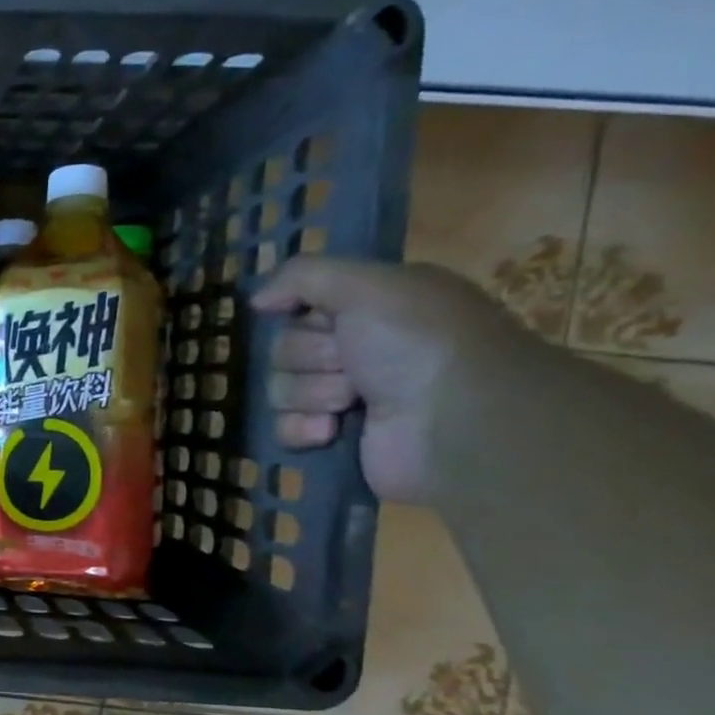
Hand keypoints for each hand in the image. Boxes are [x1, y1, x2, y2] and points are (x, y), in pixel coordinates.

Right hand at [252, 258, 532, 503]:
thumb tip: (256, 300)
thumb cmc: (418, 343)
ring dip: (311, 393)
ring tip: (352, 401)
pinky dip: (302, 429)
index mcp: (374, 307)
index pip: (302, 305)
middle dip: (310, 358)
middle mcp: (360, 348)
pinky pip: (284, 427)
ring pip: (281, 388)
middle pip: (285, 348)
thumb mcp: (368, 285)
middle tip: (349, 363)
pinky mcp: (336, 438)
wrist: (457, 424)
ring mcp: (348, 396)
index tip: (328, 319)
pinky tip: (331, 431)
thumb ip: (304, 276)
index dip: (306, 315)